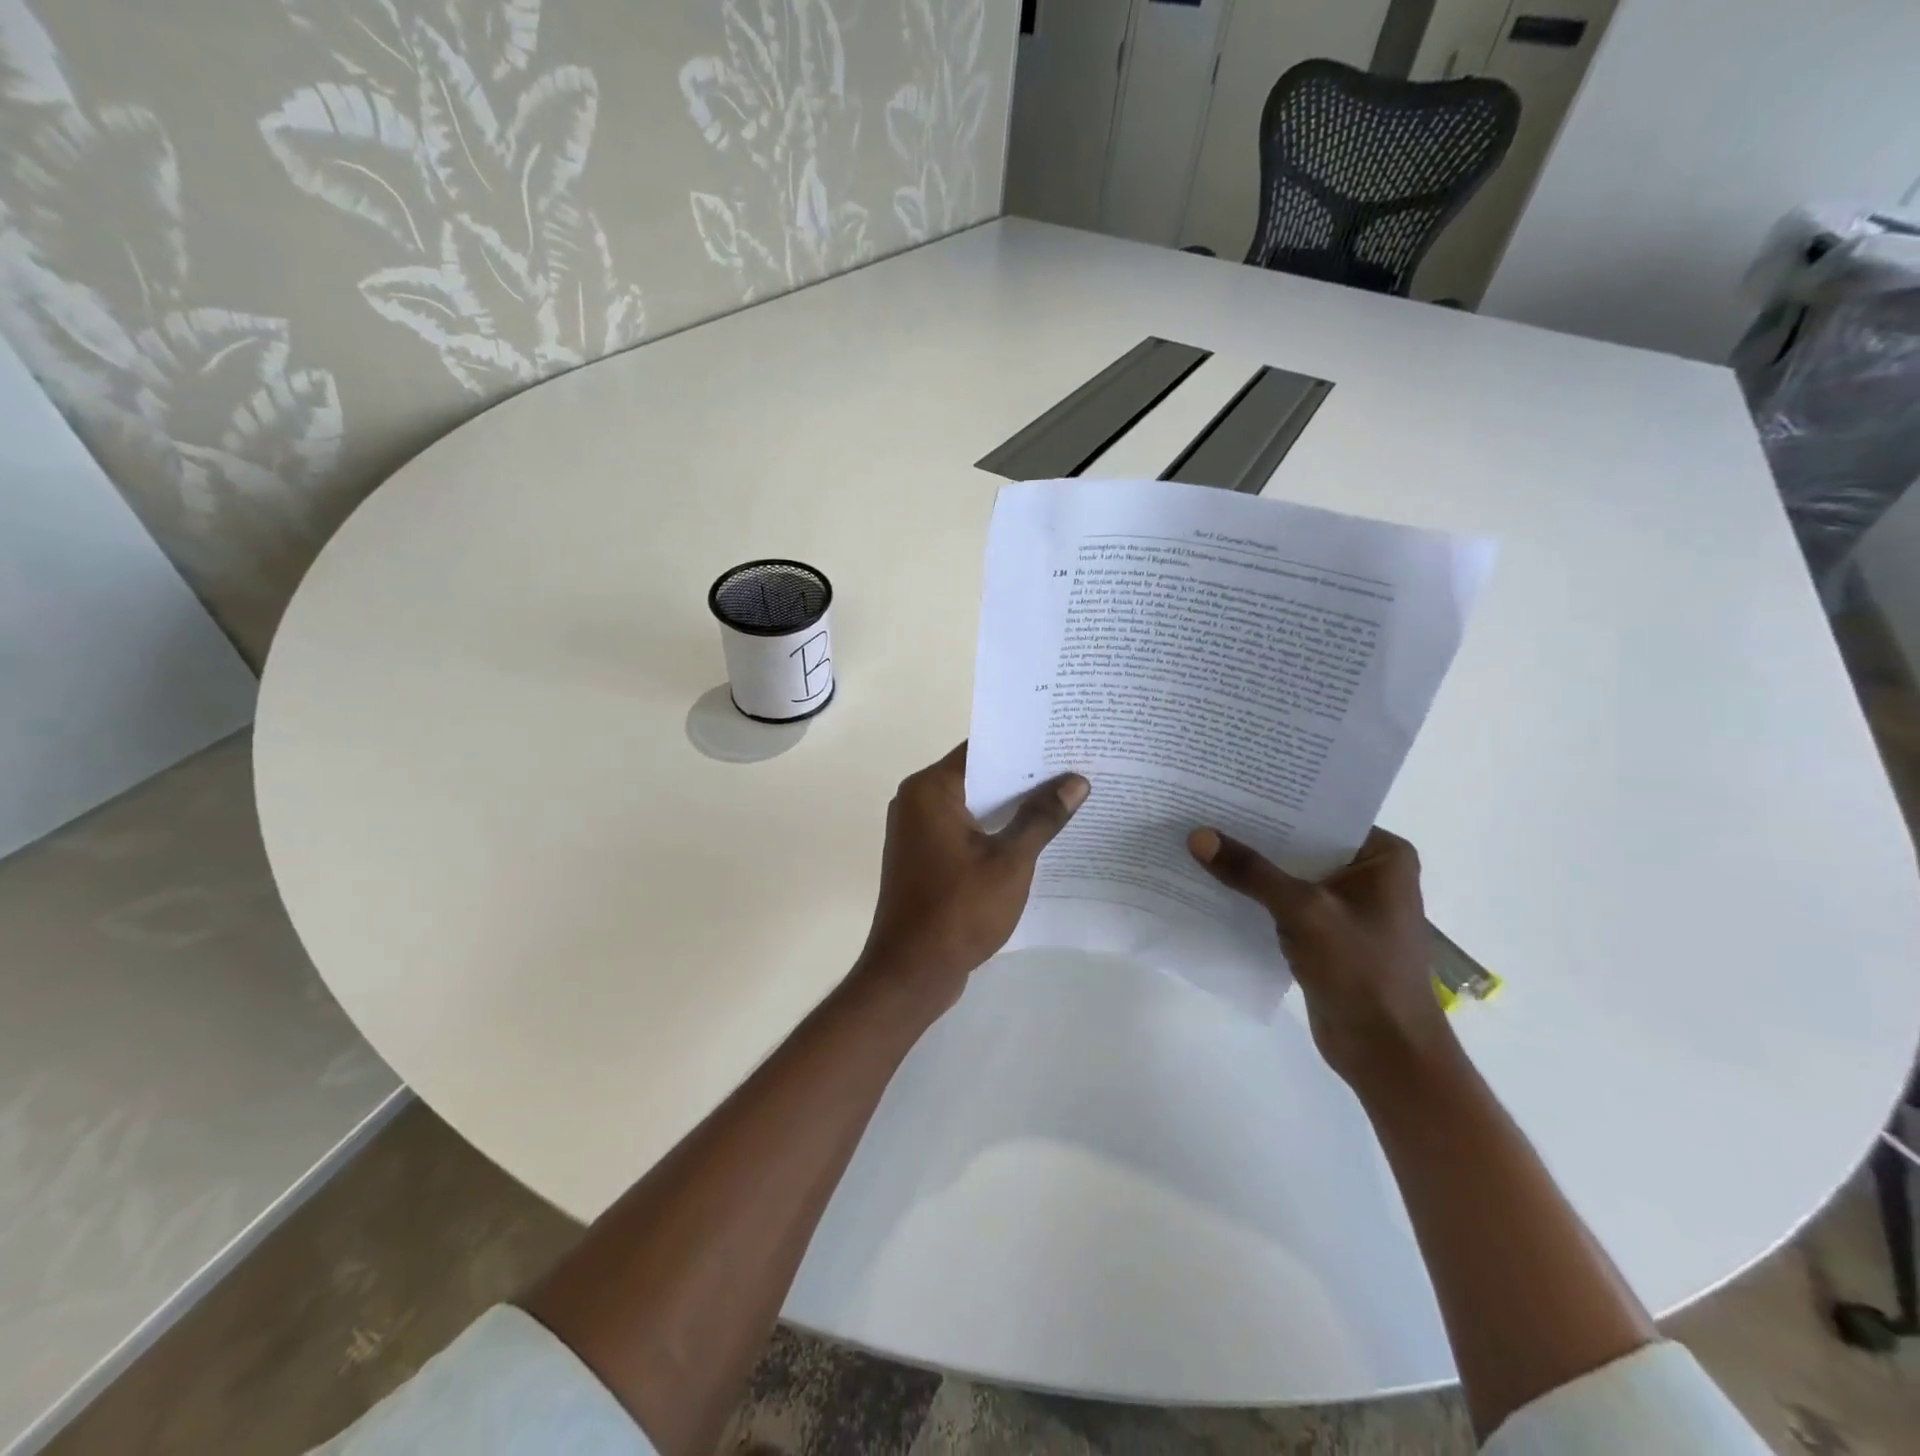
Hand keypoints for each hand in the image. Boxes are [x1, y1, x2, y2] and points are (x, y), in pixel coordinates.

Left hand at [858, 744, 1087, 1012]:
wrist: (911, 972)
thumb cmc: (959, 909)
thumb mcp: (1010, 861)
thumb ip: (1041, 818)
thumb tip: (1076, 781)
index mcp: (930, 789)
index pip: (982, 750)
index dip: (1024, 746)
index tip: (1064, 743)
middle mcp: (916, 801)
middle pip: (977, 776)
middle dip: (1023, 777)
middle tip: (1074, 770)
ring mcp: (916, 831)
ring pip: (972, 806)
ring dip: (1010, 807)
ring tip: (1063, 800)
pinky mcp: (923, 857)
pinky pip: (963, 830)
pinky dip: (992, 831)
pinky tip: (1032, 837)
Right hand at [1188, 826, 1453, 1091]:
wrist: (1386, 1053)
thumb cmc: (1362, 971)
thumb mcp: (1303, 912)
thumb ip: (1250, 872)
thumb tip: (1197, 836)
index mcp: (1383, 856)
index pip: (1322, 813)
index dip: (1276, 800)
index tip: (1229, 784)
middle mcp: (1367, 874)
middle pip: (1301, 843)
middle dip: (1256, 833)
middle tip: (1204, 807)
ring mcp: (1345, 906)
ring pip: (1289, 874)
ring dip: (1251, 867)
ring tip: (1199, 840)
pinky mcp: (1325, 935)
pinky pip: (1283, 904)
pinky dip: (1254, 897)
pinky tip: (1213, 884)